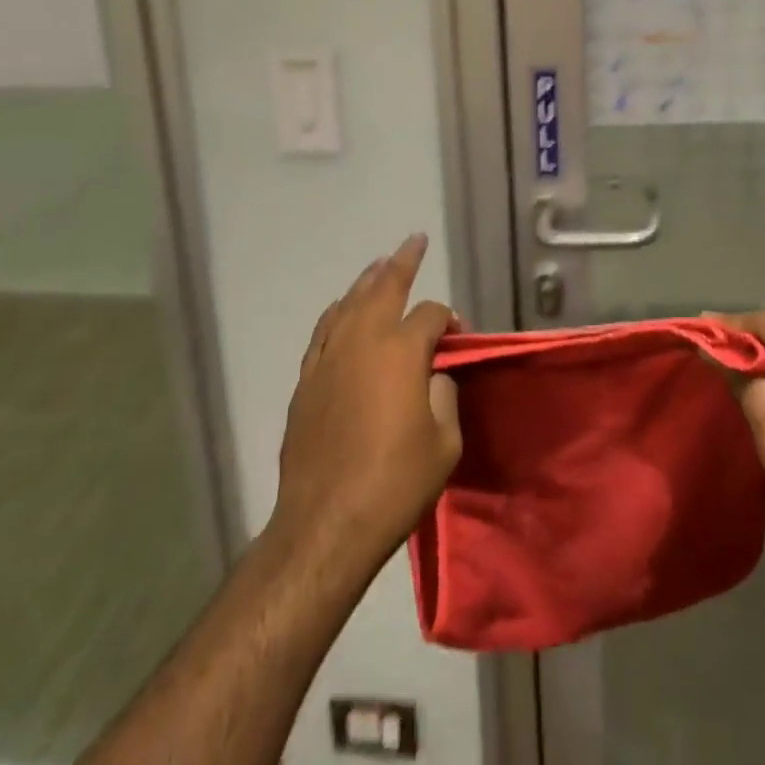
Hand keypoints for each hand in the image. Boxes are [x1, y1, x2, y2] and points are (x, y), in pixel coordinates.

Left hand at [271, 235, 460, 572]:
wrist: (326, 523)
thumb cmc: (395, 483)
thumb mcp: (444, 442)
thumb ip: (444, 395)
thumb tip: (433, 375)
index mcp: (401, 351)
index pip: (429, 315)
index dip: (448, 321)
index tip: (456, 338)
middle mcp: (362, 340)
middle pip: (384, 287)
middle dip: (402, 261)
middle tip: (414, 241)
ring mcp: (329, 357)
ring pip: (349, 302)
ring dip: (367, 280)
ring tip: (380, 264)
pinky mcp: (307, 379)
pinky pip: (324, 330)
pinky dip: (337, 312)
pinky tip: (342, 308)